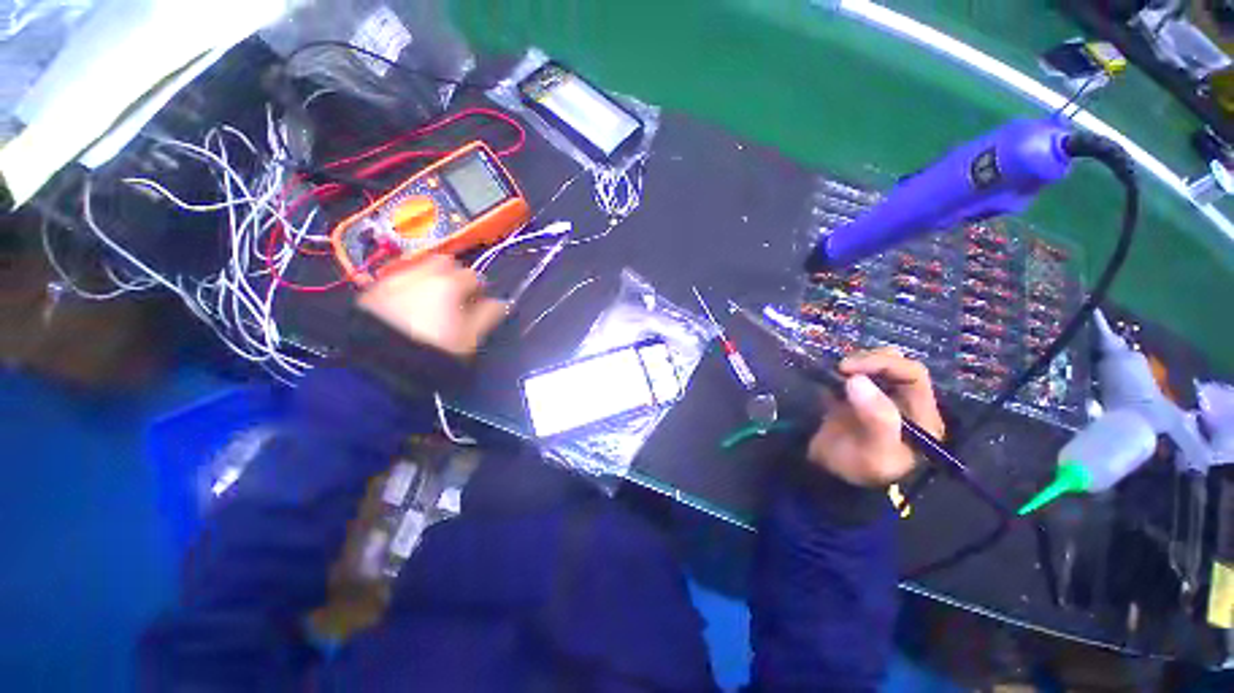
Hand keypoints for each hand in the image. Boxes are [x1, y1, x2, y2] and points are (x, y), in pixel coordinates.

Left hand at [357, 255, 507, 357]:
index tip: (479, 304)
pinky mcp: (371, 291)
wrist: (379, 366)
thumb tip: (504, 303)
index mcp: (448, 284)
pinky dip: (408, 288)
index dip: (480, 290)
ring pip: (419, 269)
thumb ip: (489, 315)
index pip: (474, 276)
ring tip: (431, 304)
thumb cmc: (435, 351)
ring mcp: (393, 280)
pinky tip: (407, 309)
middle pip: (444, 262)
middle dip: (453, 276)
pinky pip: (397, 281)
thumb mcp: (470, 337)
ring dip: (430, 280)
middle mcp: (420, 274)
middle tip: (456, 299)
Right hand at [806, 347, 944, 487]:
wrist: (829, 476)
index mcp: (921, 416)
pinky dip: (841, 370)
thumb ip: (876, 419)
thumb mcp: (874, 453)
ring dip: (856, 363)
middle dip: (869, 360)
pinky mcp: (858, 397)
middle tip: (840, 368)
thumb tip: (857, 380)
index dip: (883, 364)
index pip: (913, 375)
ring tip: (834, 372)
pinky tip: (829, 376)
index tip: (848, 369)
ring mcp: (880, 398)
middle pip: (896, 364)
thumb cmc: (857, 469)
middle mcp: (905, 402)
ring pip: (876, 365)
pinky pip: (855, 373)